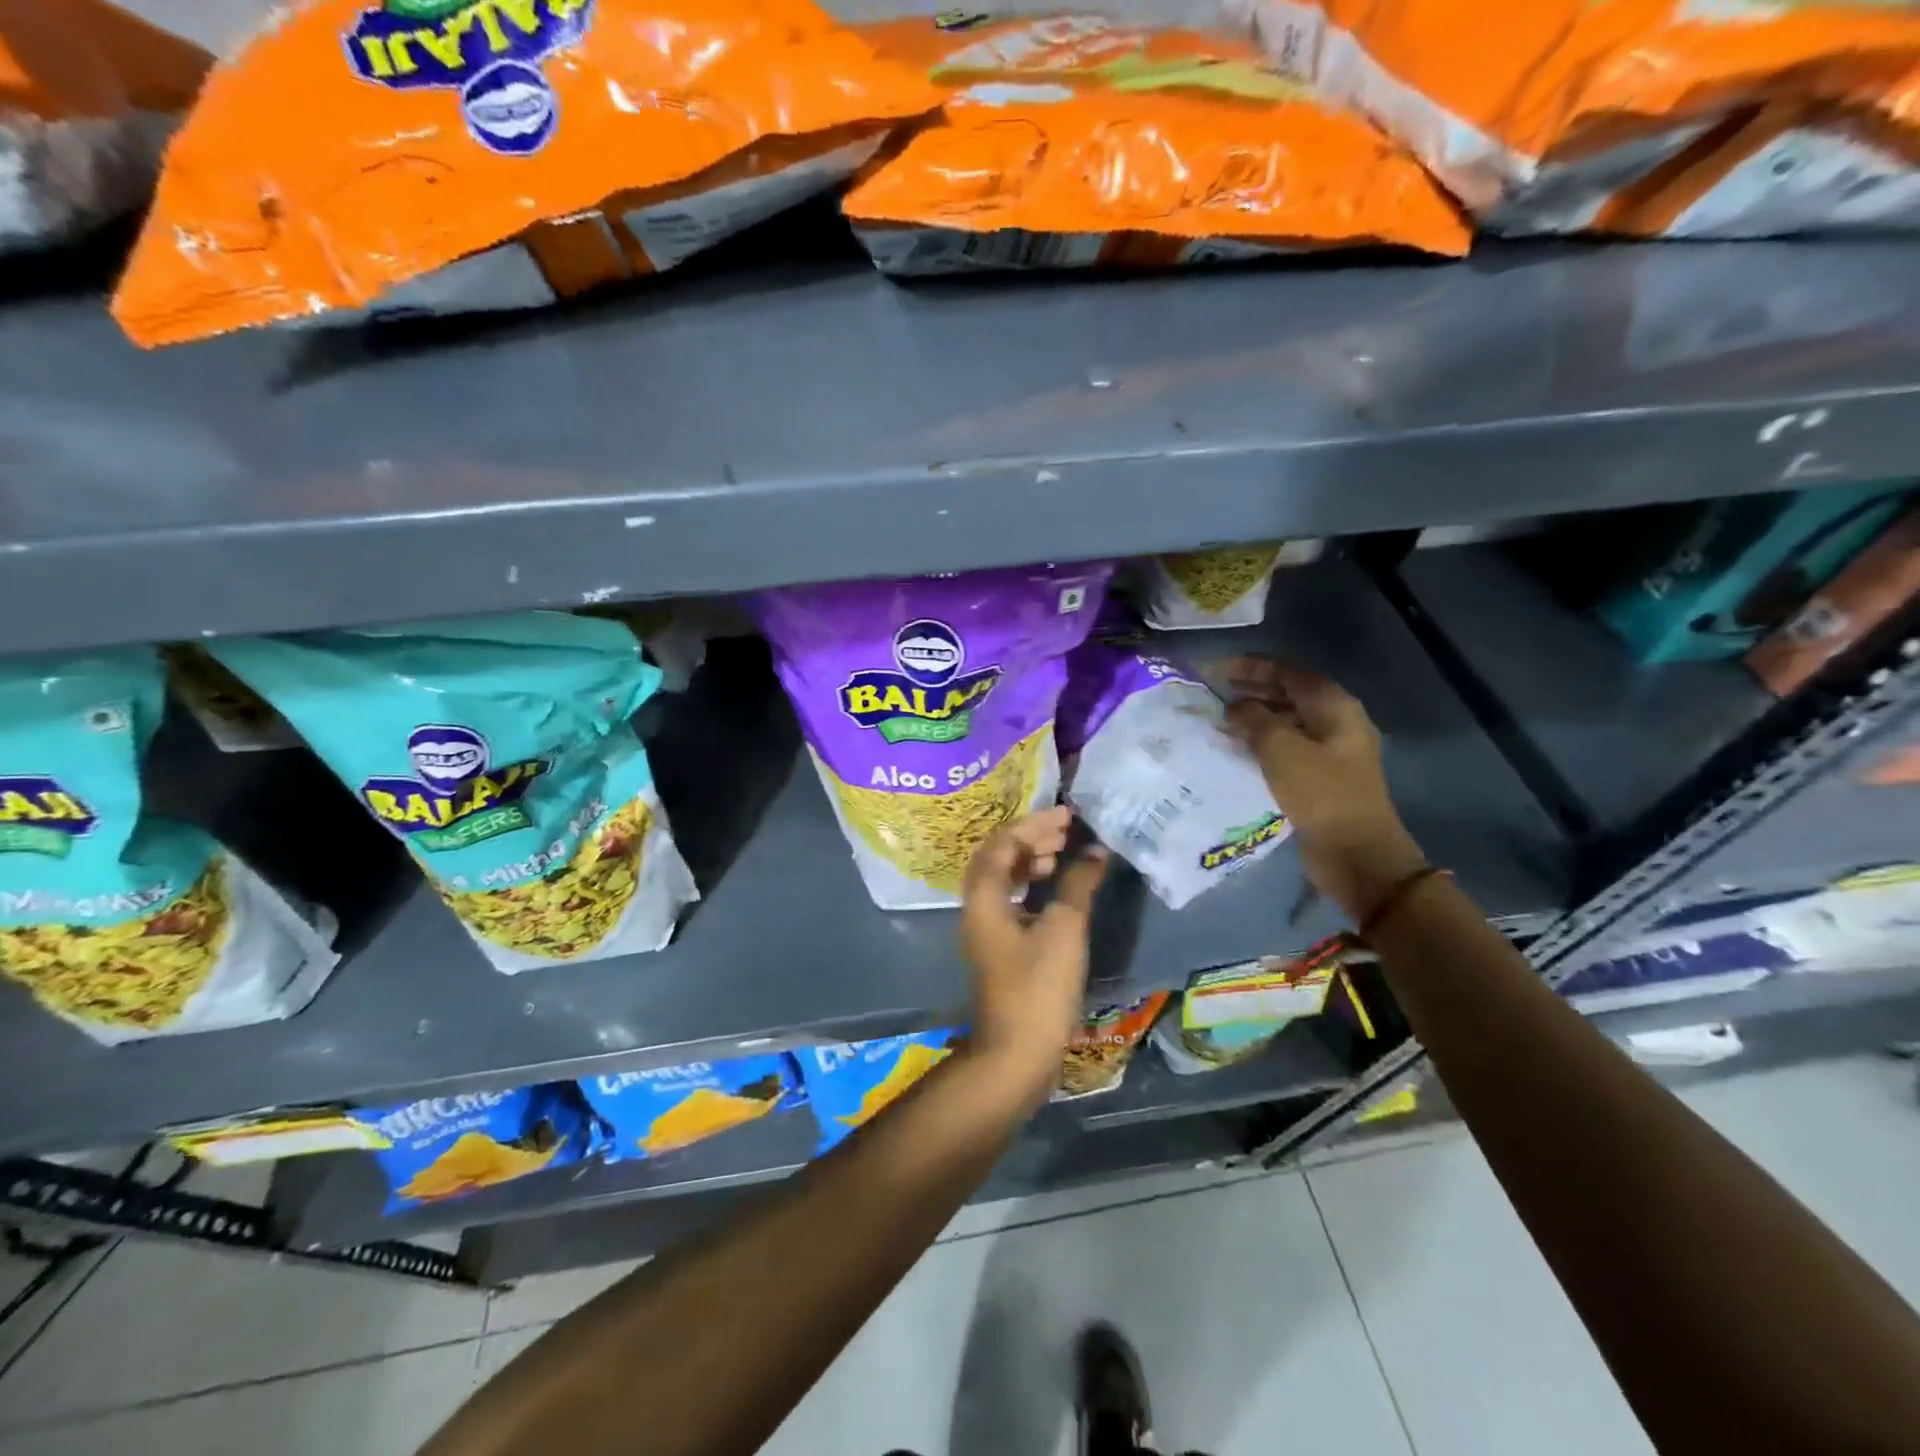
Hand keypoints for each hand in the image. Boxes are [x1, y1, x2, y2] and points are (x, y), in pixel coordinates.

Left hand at [959, 807, 1108, 1112]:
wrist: (1017, 1053)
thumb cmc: (1039, 986)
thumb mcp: (1064, 929)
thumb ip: (1078, 884)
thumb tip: (1095, 852)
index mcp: (983, 897)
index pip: (1002, 843)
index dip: (1034, 825)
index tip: (1067, 817)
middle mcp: (976, 908)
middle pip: (998, 857)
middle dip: (1031, 838)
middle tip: (1066, 832)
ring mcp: (985, 929)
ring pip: (1003, 880)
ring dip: (1030, 862)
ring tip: (1061, 856)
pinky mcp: (998, 948)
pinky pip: (1010, 901)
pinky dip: (1031, 888)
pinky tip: (1055, 892)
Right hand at [1221, 657, 1426, 921]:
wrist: (1357, 853)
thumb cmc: (1320, 794)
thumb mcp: (1281, 749)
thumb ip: (1253, 719)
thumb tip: (1234, 707)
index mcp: (1334, 706)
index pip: (1287, 671)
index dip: (1249, 666)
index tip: (1213, 671)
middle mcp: (1336, 721)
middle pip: (1289, 693)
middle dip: (1251, 690)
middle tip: (1213, 693)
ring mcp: (1332, 750)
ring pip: (1287, 720)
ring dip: (1255, 717)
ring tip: (1219, 722)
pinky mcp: (1322, 776)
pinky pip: (1288, 747)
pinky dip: (1262, 742)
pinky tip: (1237, 751)